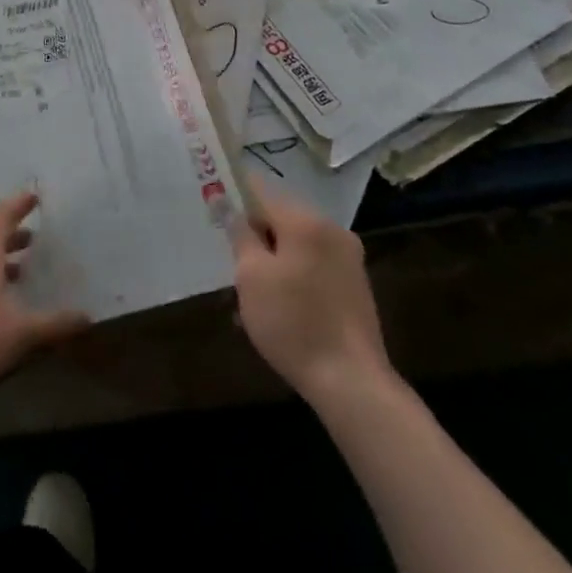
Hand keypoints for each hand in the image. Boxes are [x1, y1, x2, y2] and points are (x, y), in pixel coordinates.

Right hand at [231, 185, 393, 405]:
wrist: (352, 382)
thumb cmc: (293, 323)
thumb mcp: (252, 277)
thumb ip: (240, 234)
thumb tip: (228, 204)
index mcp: (306, 221)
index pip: (261, 190)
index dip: (235, 196)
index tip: (216, 210)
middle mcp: (332, 229)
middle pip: (281, 217)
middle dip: (256, 235)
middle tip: (235, 265)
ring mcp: (348, 256)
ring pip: (297, 243)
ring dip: (274, 258)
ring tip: (254, 295)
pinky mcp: (355, 283)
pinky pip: (314, 263)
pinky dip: (294, 274)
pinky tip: (280, 307)